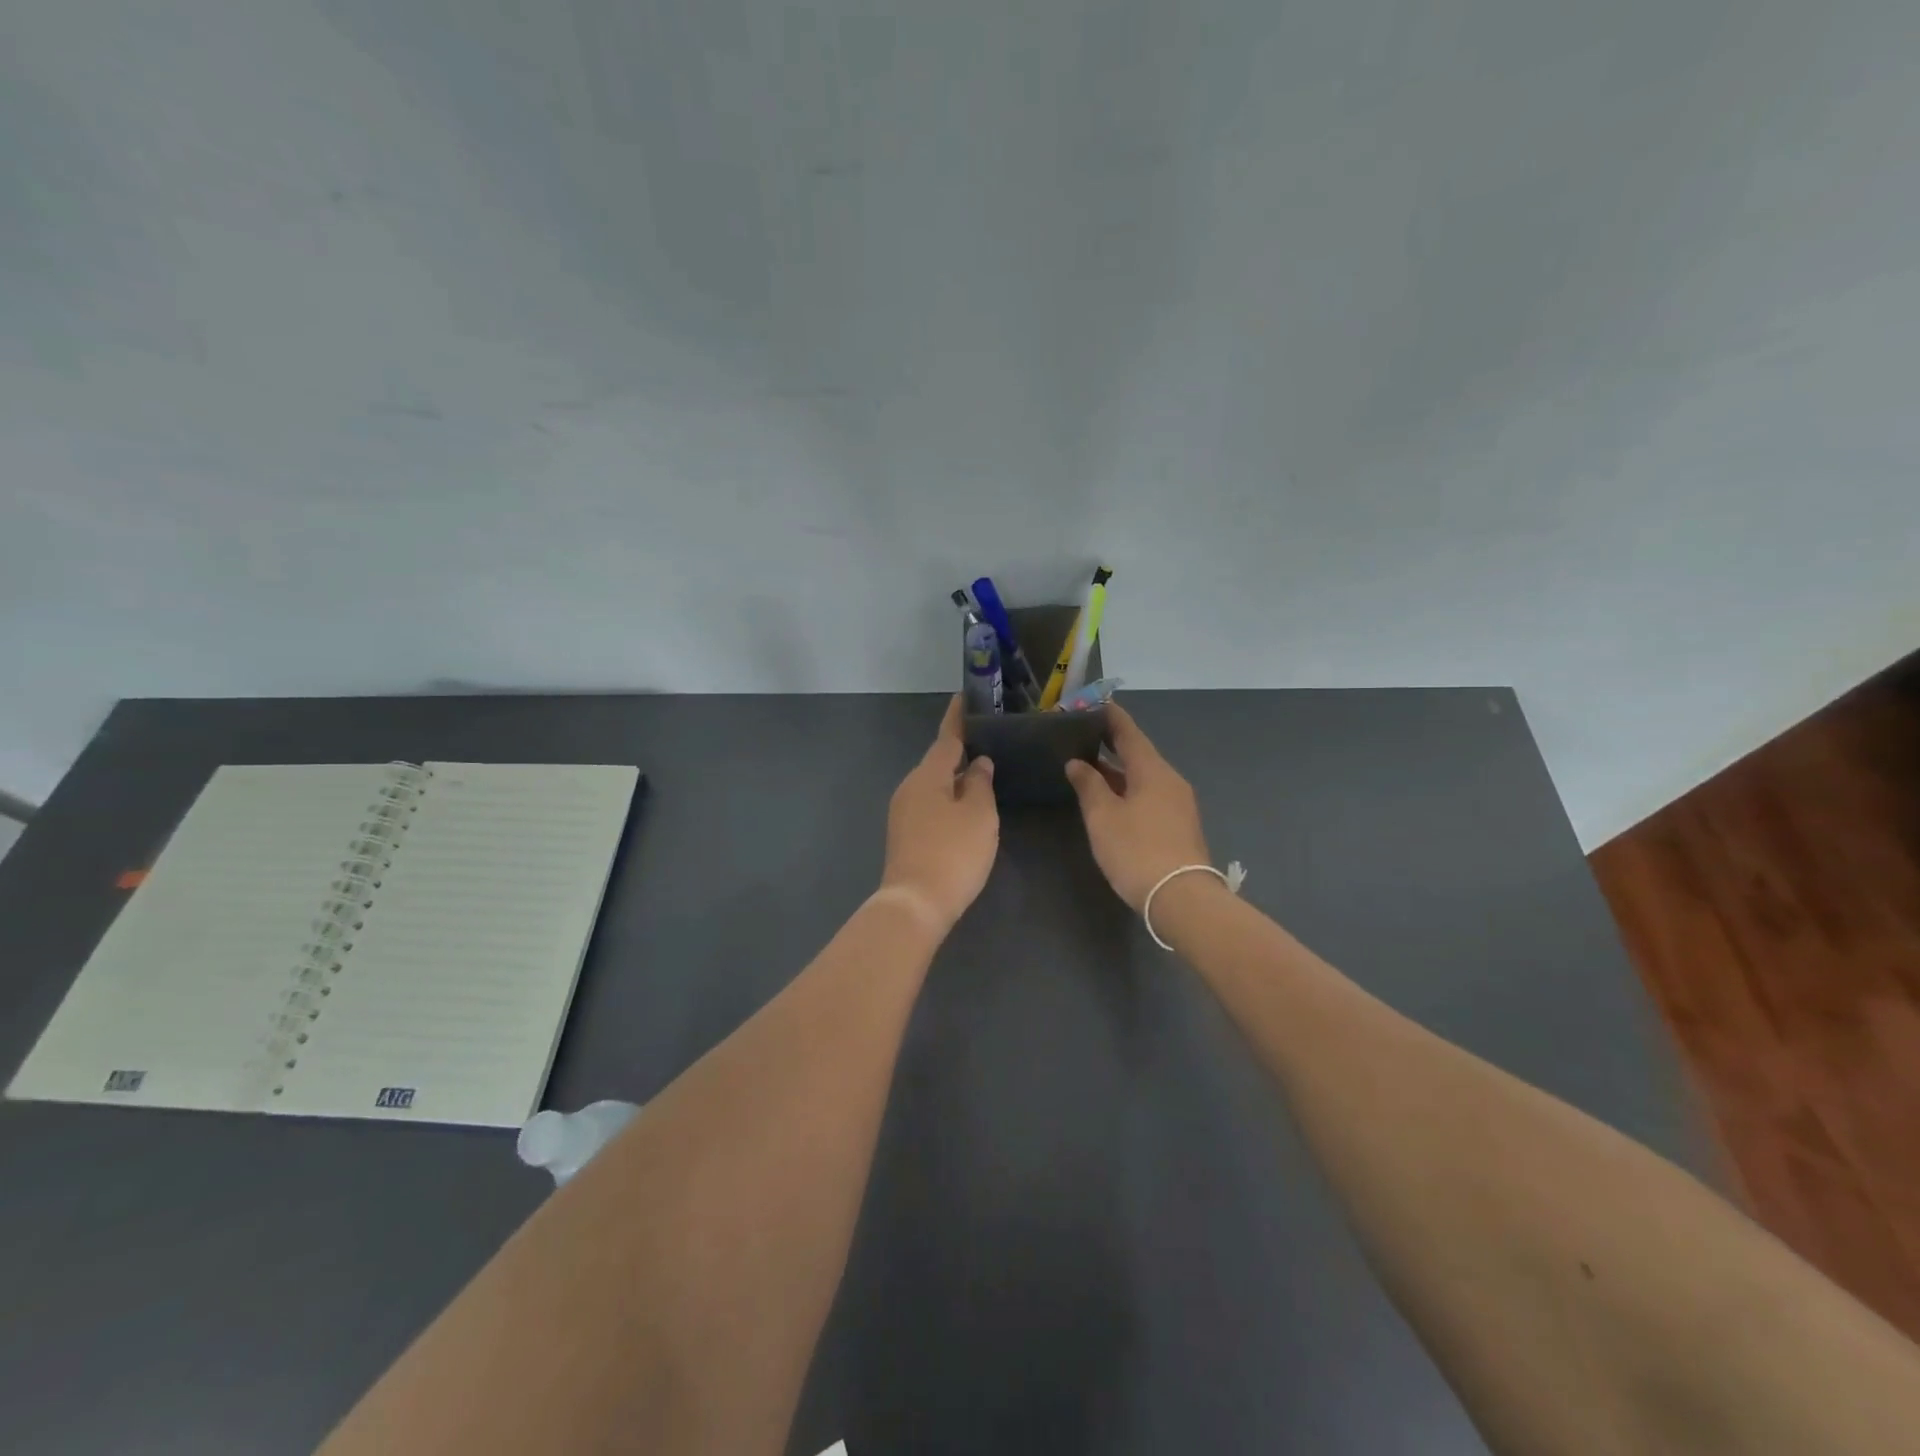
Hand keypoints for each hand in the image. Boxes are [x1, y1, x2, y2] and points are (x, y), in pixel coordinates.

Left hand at [879, 697, 998, 933]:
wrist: (915, 903)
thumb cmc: (953, 853)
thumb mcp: (978, 814)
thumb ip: (980, 783)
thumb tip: (978, 764)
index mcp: (928, 775)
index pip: (947, 738)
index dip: (958, 718)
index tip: (965, 698)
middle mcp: (910, 787)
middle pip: (938, 762)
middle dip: (960, 752)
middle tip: (987, 742)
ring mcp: (903, 812)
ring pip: (933, 785)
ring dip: (954, 779)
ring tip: (981, 775)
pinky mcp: (904, 835)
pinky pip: (929, 805)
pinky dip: (947, 800)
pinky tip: (964, 809)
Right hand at [1065, 702, 1212, 912]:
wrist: (1181, 898)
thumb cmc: (1137, 850)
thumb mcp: (1103, 816)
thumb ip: (1088, 785)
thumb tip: (1077, 763)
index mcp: (1152, 770)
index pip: (1129, 733)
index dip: (1111, 718)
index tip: (1095, 704)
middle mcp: (1169, 780)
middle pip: (1139, 754)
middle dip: (1112, 745)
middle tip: (1084, 736)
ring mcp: (1178, 804)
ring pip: (1143, 777)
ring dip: (1118, 770)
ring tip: (1089, 767)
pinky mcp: (1178, 825)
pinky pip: (1149, 795)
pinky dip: (1128, 789)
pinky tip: (1111, 798)